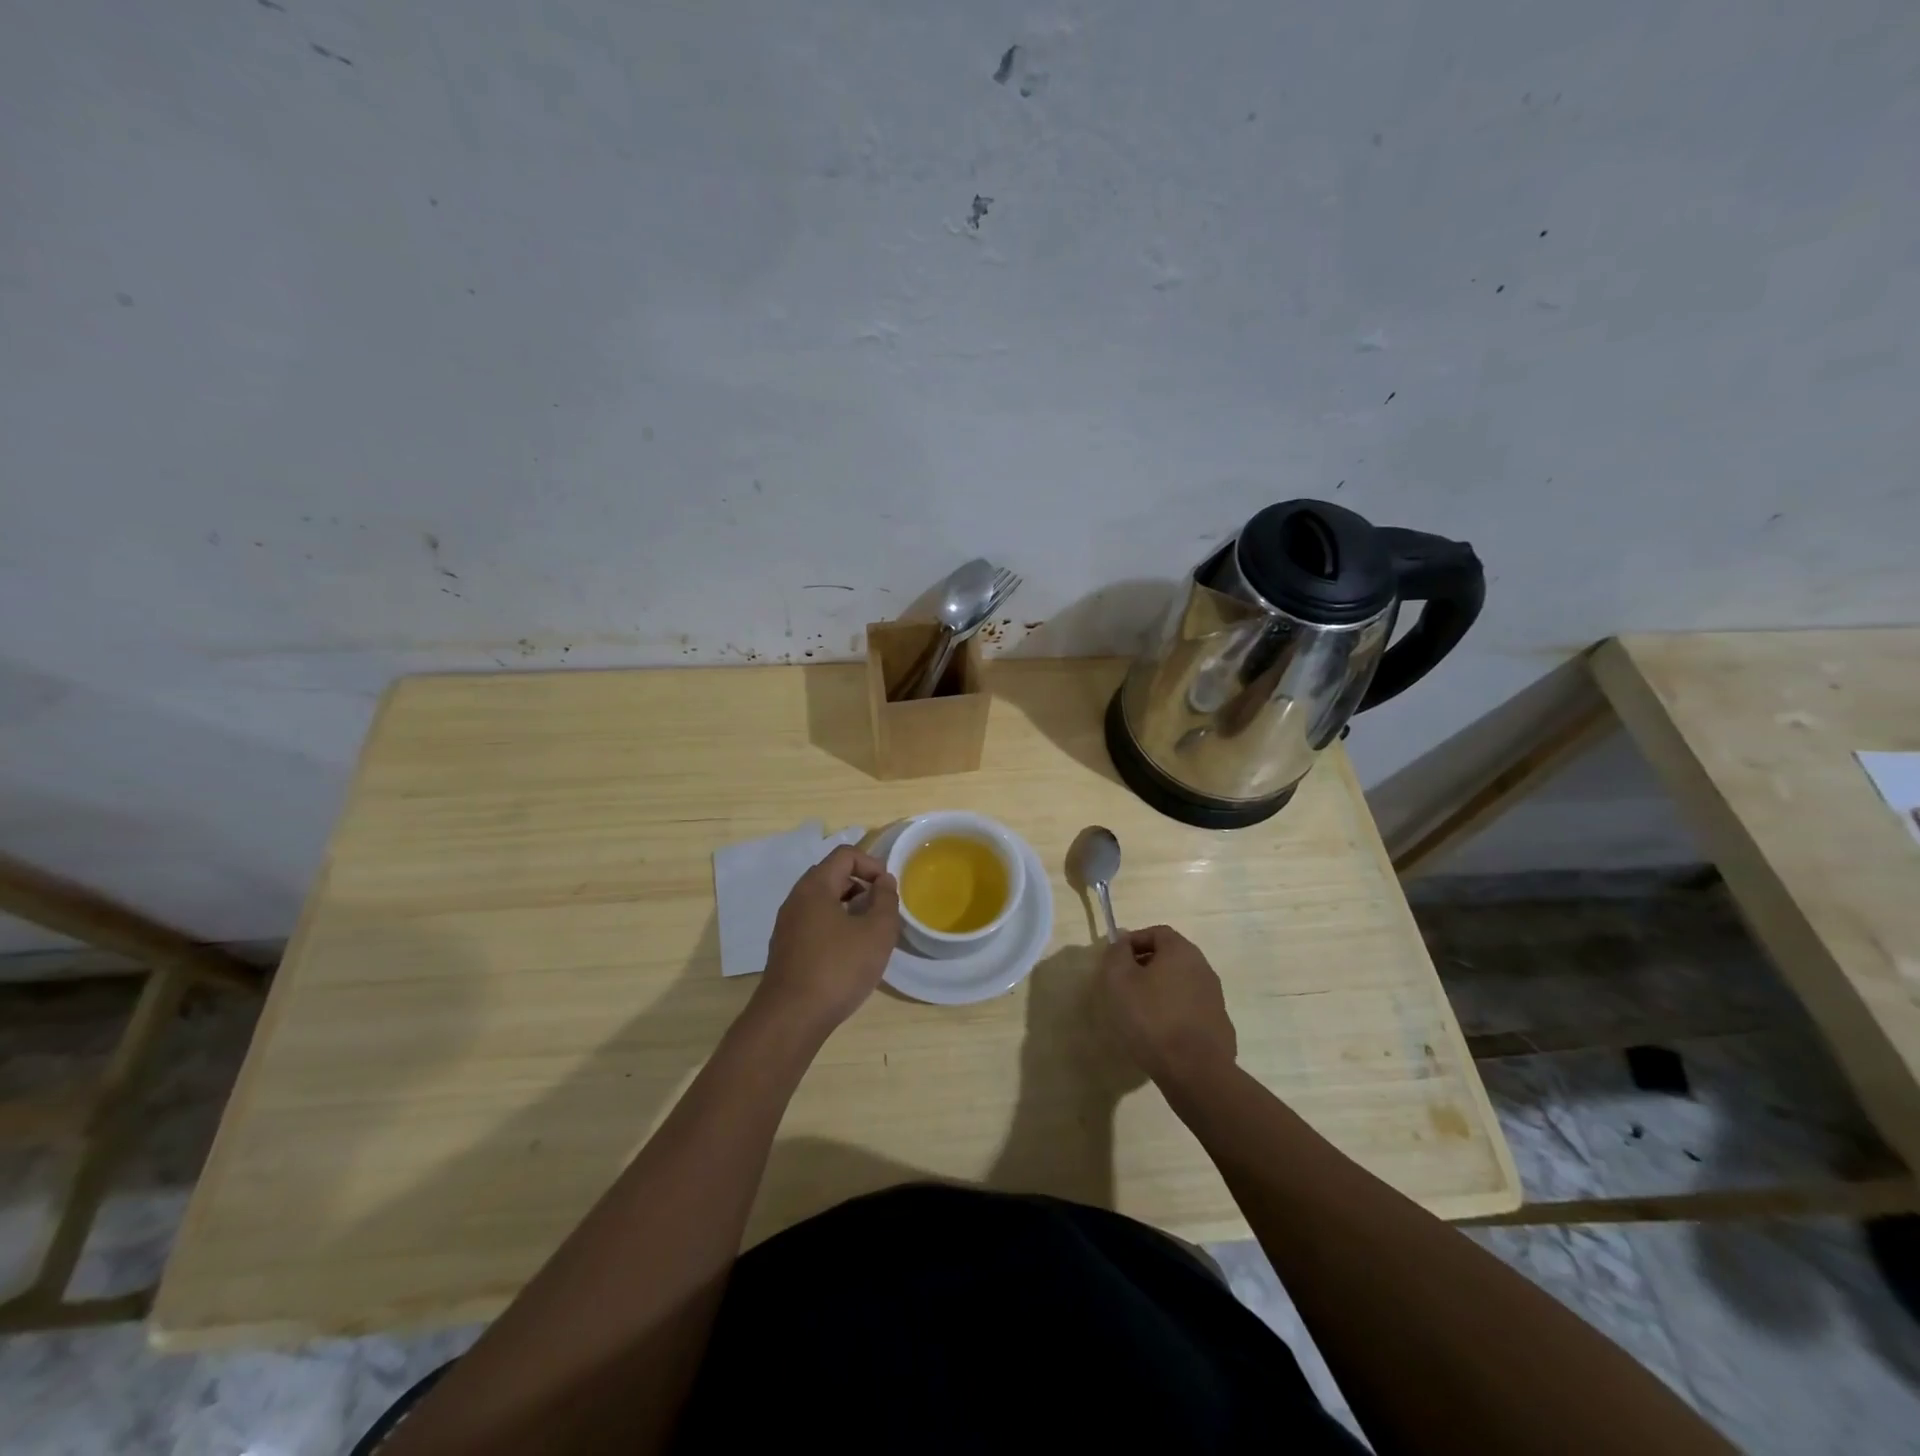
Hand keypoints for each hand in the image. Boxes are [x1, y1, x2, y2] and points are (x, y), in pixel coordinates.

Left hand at [755, 845, 899, 1033]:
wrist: (791, 1019)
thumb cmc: (838, 968)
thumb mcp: (877, 932)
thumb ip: (886, 900)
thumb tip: (884, 882)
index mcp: (815, 887)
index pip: (845, 855)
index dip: (872, 864)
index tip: (889, 889)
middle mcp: (796, 900)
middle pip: (832, 876)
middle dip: (861, 887)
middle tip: (882, 911)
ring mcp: (787, 926)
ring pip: (823, 903)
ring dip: (850, 909)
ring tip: (870, 934)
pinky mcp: (785, 950)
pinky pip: (814, 924)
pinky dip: (835, 928)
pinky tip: (849, 955)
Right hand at [1096, 924, 1237, 1085]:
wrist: (1195, 1071)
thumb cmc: (1152, 1018)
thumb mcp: (1120, 981)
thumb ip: (1117, 954)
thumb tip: (1121, 942)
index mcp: (1181, 951)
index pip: (1156, 932)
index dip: (1133, 941)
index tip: (1116, 961)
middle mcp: (1203, 968)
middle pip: (1170, 957)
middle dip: (1145, 966)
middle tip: (1123, 986)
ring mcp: (1215, 997)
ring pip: (1180, 983)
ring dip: (1159, 990)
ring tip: (1139, 1012)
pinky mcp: (1218, 1025)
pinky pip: (1190, 1008)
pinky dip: (1174, 1012)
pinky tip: (1160, 1033)